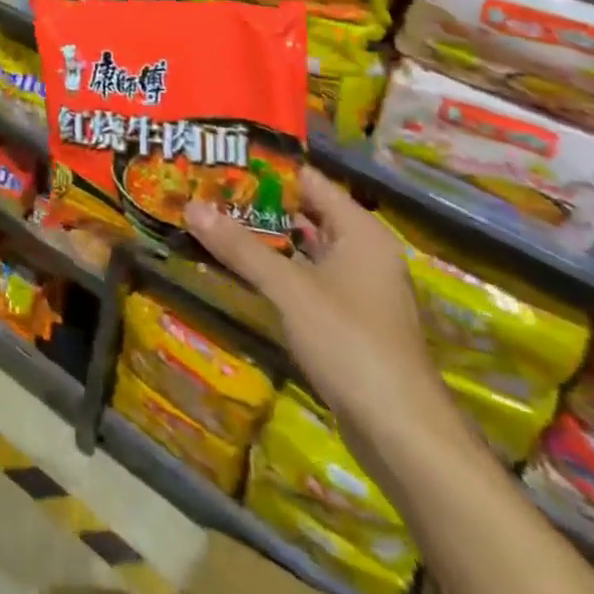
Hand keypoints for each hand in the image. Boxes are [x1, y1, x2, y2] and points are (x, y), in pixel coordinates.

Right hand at [186, 167, 452, 450]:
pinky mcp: (346, 321)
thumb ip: (240, 247)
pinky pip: (303, 278)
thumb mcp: (289, 289)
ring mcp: (356, 289)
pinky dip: (274, 269)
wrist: (402, 435)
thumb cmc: (351, 343)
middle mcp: (362, 252)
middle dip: (256, 202)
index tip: (220, 157)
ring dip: (262, 237)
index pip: (308, 180)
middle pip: (303, 213)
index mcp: (360, 232)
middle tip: (205, 186)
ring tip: (212, 219)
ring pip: (302, 248)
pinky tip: (237, 266)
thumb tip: (190, 206)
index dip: (265, 168)